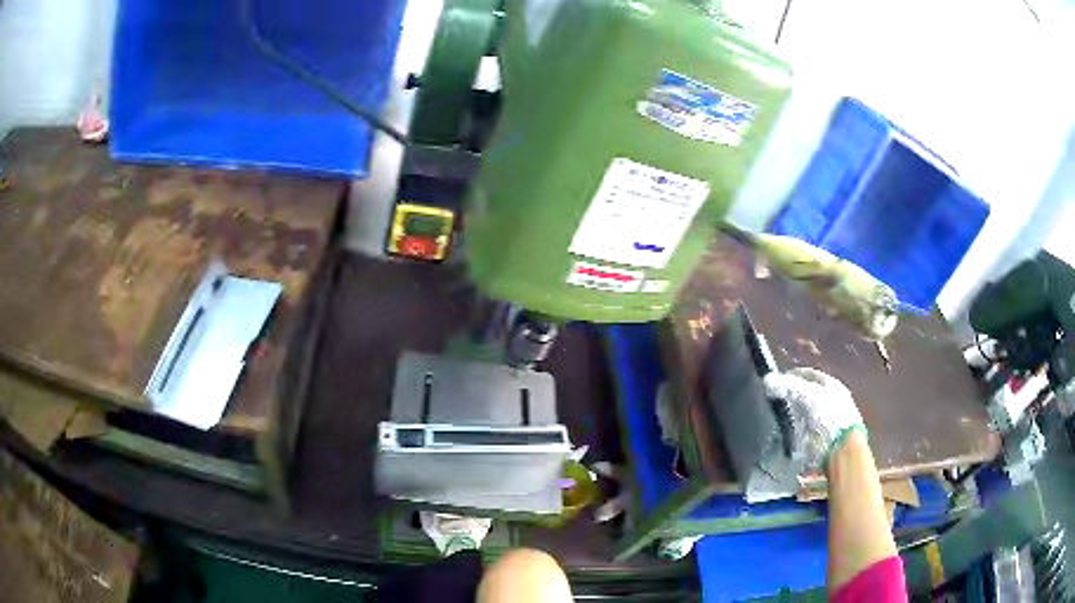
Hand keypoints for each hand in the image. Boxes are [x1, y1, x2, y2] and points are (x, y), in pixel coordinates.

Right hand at [763, 368, 864, 468]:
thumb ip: (787, 386)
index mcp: (831, 384)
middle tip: (774, 399)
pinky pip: (803, 430)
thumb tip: (768, 380)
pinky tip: (785, 432)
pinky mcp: (821, 439)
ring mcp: (827, 421)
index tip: (775, 381)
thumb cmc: (828, 416)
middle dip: (790, 396)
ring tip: (776, 417)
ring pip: (804, 413)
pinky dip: (794, 430)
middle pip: (806, 394)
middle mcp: (831, 400)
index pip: (809, 375)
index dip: (792, 376)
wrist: (840, 449)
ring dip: (792, 414)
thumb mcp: (807, 395)